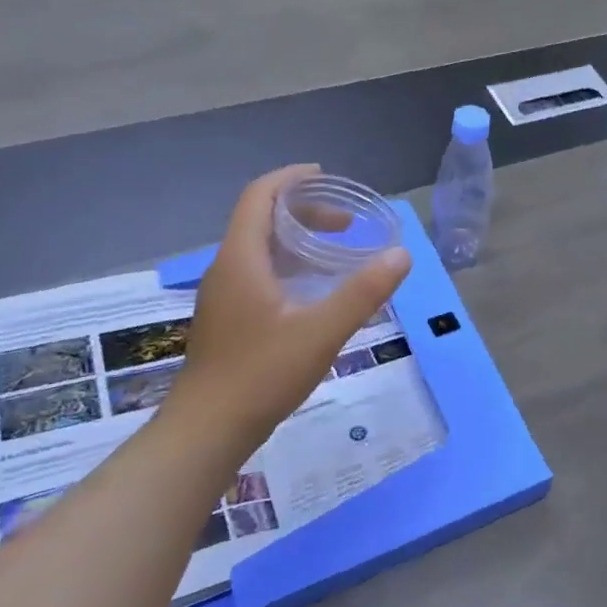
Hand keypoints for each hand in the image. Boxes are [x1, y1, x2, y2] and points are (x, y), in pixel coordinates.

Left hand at [168, 165, 410, 454]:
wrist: (206, 431)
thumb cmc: (261, 374)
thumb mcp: (322, 331)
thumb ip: (363, 292)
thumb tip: (401, 255)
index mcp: (242, 259)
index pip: (259, 196)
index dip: (290, 179)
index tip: (325, 176)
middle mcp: (227, 269)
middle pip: (261, 220)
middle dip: (304, 211)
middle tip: (346, 224)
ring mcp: (224, 296)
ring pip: (259, 249)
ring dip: (296, 239)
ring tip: (335, 251)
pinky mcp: (228, 319)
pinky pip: (258, 272)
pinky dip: (288, 264)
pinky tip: (313, 292)